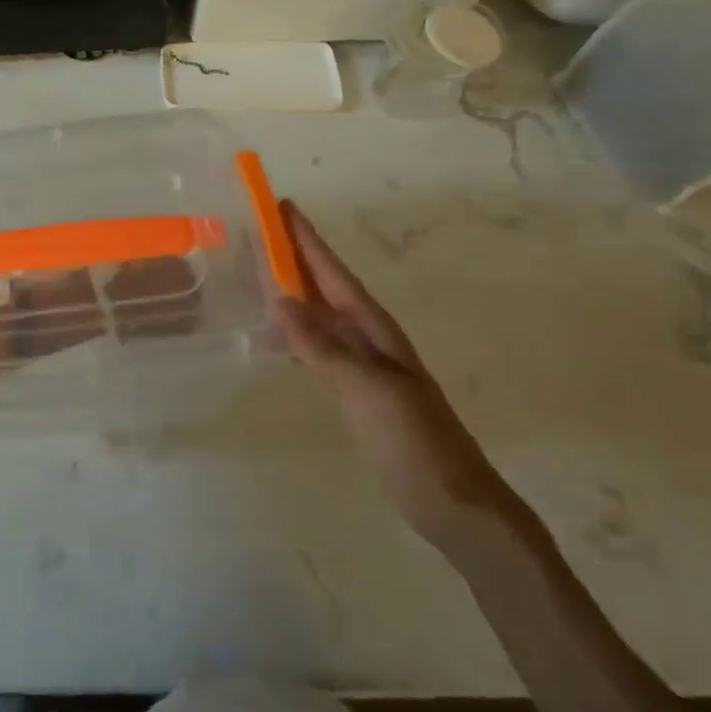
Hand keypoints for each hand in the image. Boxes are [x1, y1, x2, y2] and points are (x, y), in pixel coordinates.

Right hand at [274, 201, 518, 549]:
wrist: (456, 505)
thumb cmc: (415, 442)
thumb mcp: (369, 390)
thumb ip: (324, 347)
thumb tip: (281, 299)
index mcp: (375, 329)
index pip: (333, 273)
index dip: (307, 240)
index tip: (281, 206)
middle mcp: (368, 338)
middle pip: (325, 287)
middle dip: (294, 257)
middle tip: (256, 231)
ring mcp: (363, 365)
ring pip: (319, 315)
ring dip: (290, 292)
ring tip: (254, 274)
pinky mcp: (356, 391)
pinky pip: (316, 347)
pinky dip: (293, 334)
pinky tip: (275, 336)